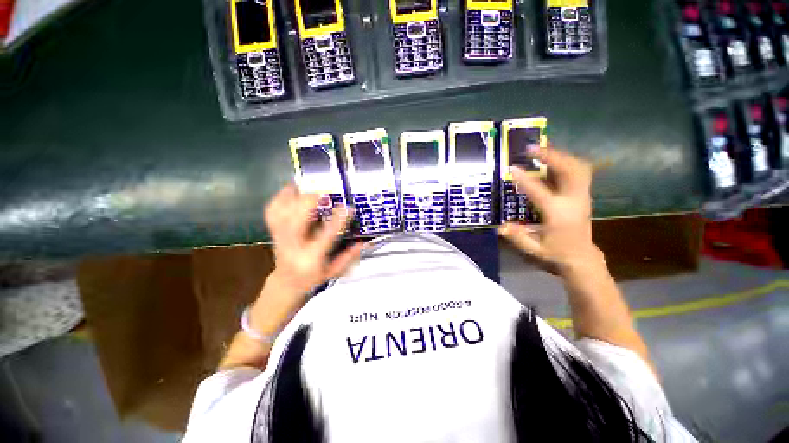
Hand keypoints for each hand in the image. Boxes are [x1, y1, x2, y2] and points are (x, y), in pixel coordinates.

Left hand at [264, 184, 363, 295]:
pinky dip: (281, 197)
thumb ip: (348, 257)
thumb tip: (362, 242)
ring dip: (294, 196)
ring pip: (281, 213)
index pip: (325, 237)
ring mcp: (280, 236)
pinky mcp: (274, 230)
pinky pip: (273, 210)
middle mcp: (293, 245)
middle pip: (296, 221)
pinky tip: (292, 189)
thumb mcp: (334, 272)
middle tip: (326, 192)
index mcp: (311, 257)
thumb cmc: (312, 277)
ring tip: (308, 185)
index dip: (338, 221)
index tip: (348, 208)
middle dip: (310, 203)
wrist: (286, 282)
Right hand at [498, 147, 601, 273]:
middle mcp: (573, 201)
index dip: (525, 179)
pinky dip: (566, 161)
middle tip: (532, 149)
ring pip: (578, 167)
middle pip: (570, 170)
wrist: (582, 256)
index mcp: (558, 214)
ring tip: (541, 151)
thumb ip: (518, 237)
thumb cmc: (556, 252)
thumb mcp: (534, 249)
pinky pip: (579, 171)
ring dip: (560, 156)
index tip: (513, 168)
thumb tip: (500, 226)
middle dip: (552, 156)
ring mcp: (582, 196)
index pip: (540, 192)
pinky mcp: (583, 194)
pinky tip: (551, 160)